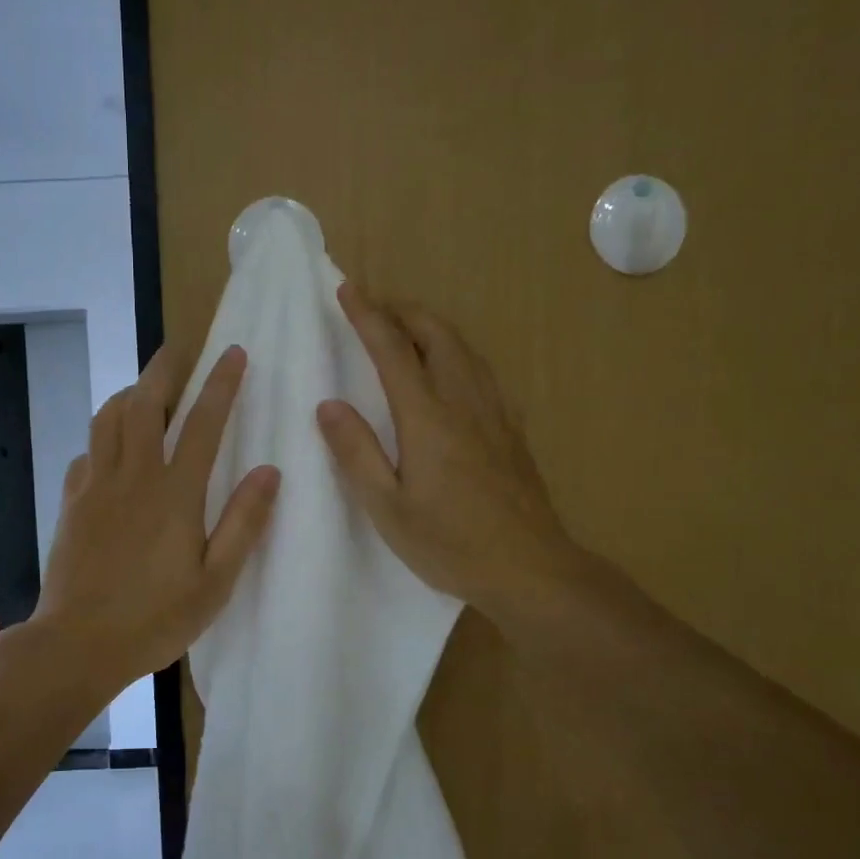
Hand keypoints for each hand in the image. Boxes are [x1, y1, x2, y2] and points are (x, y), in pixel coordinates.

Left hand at [33, 344, 280, 691]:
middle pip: (145, 405)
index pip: (203, 423)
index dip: (221, 384)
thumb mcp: (215, 581)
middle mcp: (133, 477)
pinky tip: (109, 447)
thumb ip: (243, 524)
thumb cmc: (156, 618)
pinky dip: (101, 437)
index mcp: (175, 494)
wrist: (78, 643)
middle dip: (163, 369)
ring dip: (128, 394)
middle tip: (177, 348)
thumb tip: (270, 472)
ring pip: (108, 420)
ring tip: (143, 389)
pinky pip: (87, 453)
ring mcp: (96, 487)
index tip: (233, 352)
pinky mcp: (72, 503)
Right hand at [317, 283, 576, 629]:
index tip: (347, 290)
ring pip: (463, 348)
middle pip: (436, 334)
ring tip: (406, 328)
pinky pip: (481, 370)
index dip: (368, 316)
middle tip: (375, 305)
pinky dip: (456, 351)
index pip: (392, 350)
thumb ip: (356, 453)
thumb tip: (328, 405)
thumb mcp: (388, 508)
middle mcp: (464, 401)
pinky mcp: (511, 429)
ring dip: (431, 326)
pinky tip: (451, 369)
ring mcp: (494, 412)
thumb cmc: (450, 544)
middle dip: (403, 310)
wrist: (531, 569)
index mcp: (428, 418)